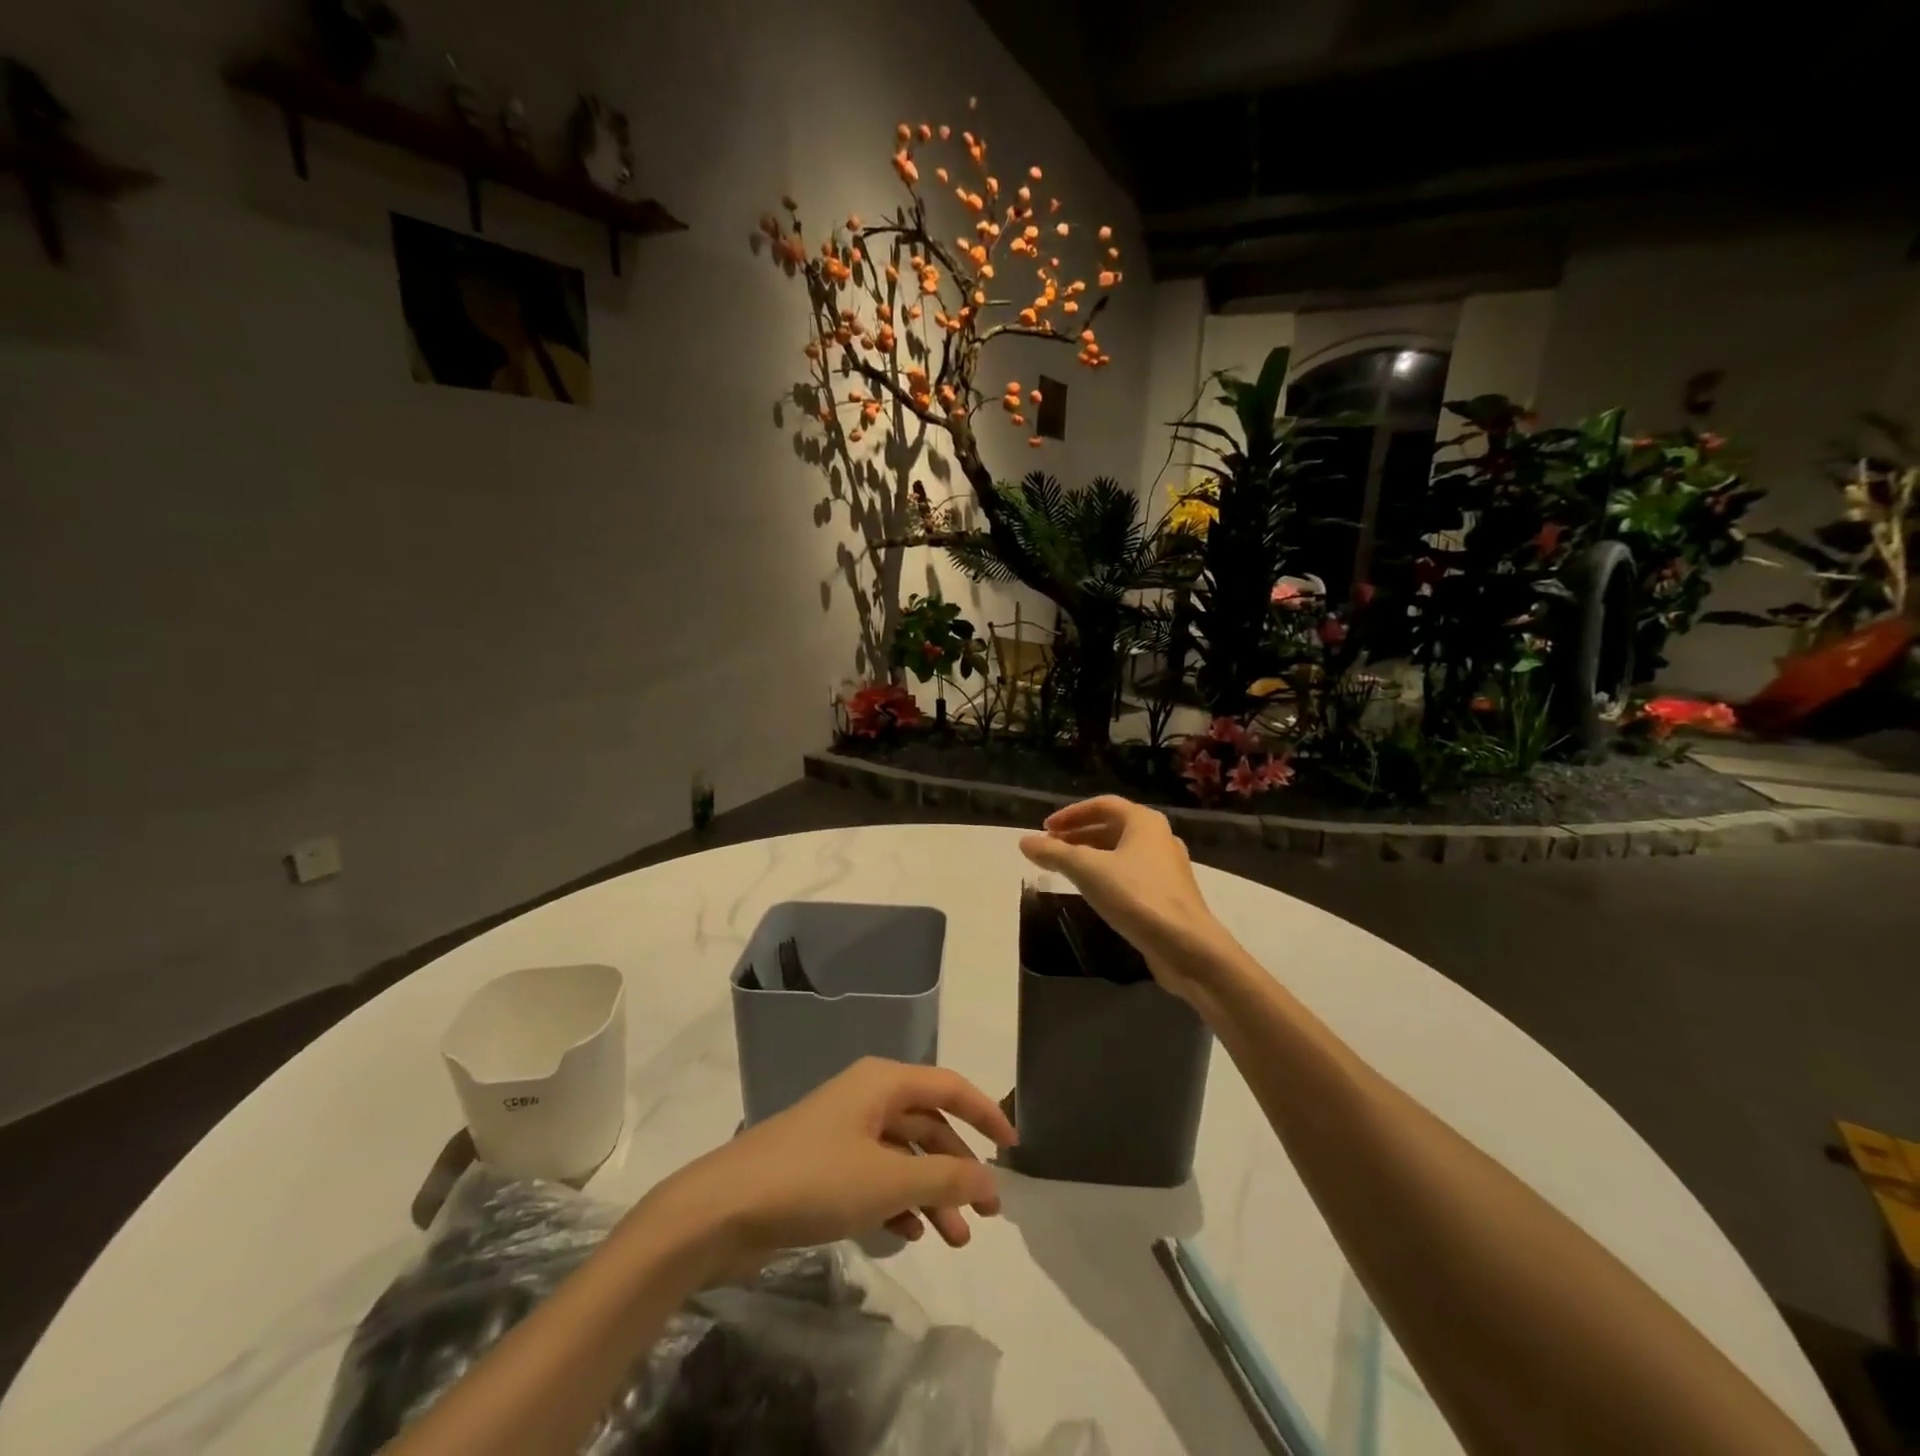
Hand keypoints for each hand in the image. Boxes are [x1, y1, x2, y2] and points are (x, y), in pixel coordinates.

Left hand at [645, 1058, 1015, 1270]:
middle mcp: (866, 1097)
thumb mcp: (888, 1179)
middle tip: (987, 1214)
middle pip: (928, 1124)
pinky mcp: (825, 1166)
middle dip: (959, 1167)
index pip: (949, 1086)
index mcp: (883, 1081)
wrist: (723, 1209)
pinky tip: (912, 1234)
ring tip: (956, 1240)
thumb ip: (946, 1177)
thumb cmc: (813, 1179)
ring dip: (932, 1192)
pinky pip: (878, 1176)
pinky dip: (900, 1200)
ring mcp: (844, 1132)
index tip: (1013, 1148)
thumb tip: (994, 1181)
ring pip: (904, 1156)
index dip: (985, 1112)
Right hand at [1019, 796, 1234, 1003]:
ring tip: (1065, 869)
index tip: (1046, 828)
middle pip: (1112, 827)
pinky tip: (1093, 892)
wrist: (1187, 946)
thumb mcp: (1088, 871)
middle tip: (1051, 848)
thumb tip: (1024, 841)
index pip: (1102, 805)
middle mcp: (1159, 837)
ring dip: (1091, 856)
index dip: (1071, 814)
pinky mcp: (1168, 894)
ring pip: (1122, 852)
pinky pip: (1131, 873)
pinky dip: (1107, 874)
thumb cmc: (1137, 897)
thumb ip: (1054, 854)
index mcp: (1144, 822)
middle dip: (1078, 835)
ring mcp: (1167, 867)